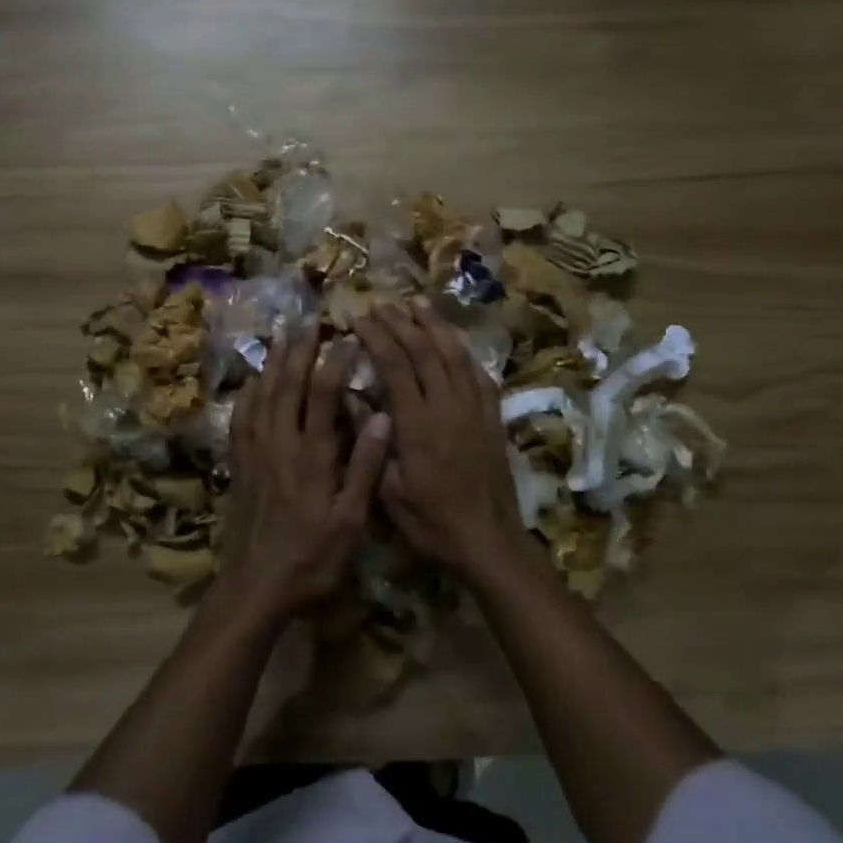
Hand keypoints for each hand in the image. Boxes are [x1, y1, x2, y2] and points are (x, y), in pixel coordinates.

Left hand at [217, 328, 392, 627]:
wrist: (255, 588)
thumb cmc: (311, 558)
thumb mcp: (350, 521)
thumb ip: (364, 468)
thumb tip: (380, 417)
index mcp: (312, 456)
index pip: (323, 395)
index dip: (335, 361)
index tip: (348, 337)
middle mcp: (280, 445)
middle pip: (287, 386)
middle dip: (299, 351)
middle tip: (309, 322)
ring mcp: (254, 454)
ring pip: (261, 396)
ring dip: (272, 364)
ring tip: (281, 338)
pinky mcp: (239, 466)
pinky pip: (240, 420)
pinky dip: (247, 395)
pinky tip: (251, 383)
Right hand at [353, 299, 536, 588]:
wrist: (488, 539)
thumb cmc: (431, 521)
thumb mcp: (388, 491)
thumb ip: (370, 442)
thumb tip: (350, 399)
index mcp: (417, 424)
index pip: (394, 365)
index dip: (376, 337)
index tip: (358, 318)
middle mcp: (448, 407)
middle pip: (424, 351)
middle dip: (401, 322)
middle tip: (381, 303)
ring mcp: (475, 409)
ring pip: (455, 355)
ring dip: (435, 326)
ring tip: (418, 304)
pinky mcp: (492, 418)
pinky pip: (479, 374)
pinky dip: (464, 352)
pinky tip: (454, 343)